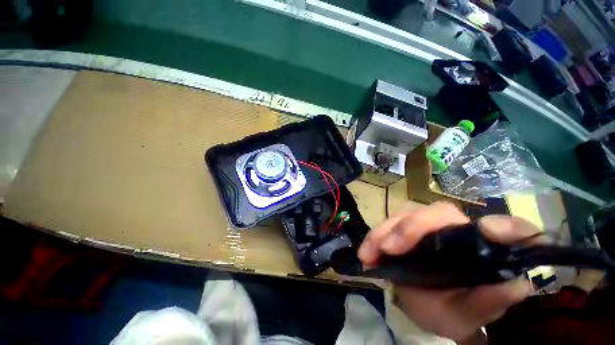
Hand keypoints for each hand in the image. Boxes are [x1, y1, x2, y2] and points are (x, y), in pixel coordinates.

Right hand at [358, 202, 539, 340]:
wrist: (428, 308)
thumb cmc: (453, 311)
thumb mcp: (468, 315)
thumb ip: (488, 303)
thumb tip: (516, 285)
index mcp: (482, 249)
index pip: (506, 227)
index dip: (505, 226)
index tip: (489, 231)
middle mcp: (455, 230)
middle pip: (435, 214)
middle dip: (410, 228)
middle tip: (389, 249)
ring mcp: (426, 227)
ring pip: (406, 216)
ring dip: (385, 231)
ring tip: (369, 252)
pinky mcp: (404, 229)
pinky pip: (388, 225)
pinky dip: (375, 236)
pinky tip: (366, 252)